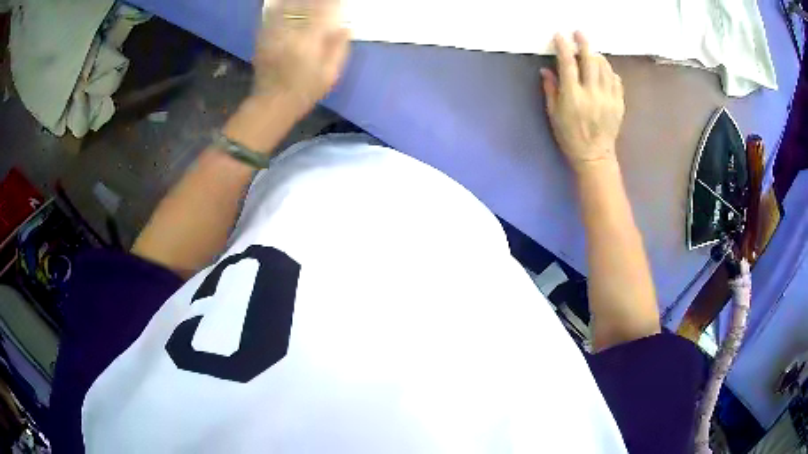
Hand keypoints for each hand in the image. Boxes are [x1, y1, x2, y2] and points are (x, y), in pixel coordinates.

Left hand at [253, 0, 350, 111]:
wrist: (272, 104)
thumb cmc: (305, 91)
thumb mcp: (329, 74)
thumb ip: (338, 49)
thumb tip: (346, 27)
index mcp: (308, 40)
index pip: (322, 11)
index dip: (331, 3)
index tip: (337, 1)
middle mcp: (289, 32)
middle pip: (302, 5)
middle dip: (313, 0)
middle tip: (323, 0)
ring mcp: (273, 35)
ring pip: (284, 8)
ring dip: (295, 2)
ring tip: (305, 1)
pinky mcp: (262, 39)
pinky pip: (270, 17)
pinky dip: (277, 8)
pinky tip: (282, 5)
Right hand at [541, 32, 624, 173]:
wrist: (595, 156)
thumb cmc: (570, 136)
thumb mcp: (554, 114)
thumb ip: (551, 90)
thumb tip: (546, 69)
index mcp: (573, 96)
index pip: (568, 64)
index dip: (563, 46)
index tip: (560, 35)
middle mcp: (592, 93)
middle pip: (590, 60)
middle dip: (584, 43)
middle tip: (579, 33)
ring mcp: (608, 98)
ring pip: (604, 67)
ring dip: (597, 55)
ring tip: (591, 52)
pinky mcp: (619, 103)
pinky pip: (616, 80)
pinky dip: (609, 71)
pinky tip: (604, 70)